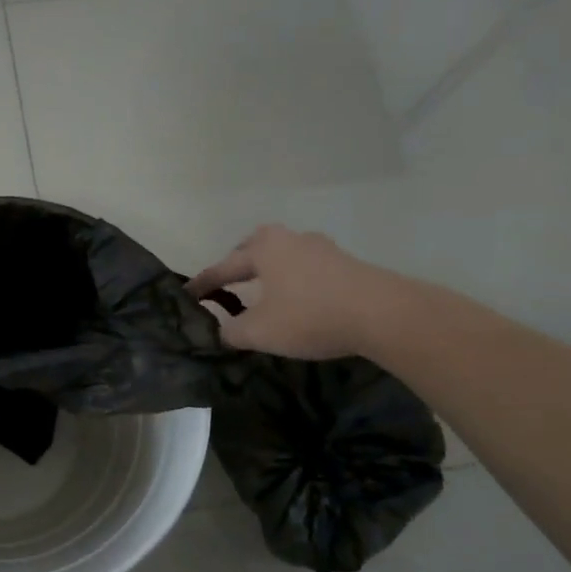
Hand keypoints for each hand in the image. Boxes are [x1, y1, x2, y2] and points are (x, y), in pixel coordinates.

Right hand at [186, 224, 393, 360]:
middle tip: (227, 284)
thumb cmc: (310, 316)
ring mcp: (321, 249)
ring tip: (262, 293)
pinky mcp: (345, 264)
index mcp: (264, 249)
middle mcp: (290, 239)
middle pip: (254, 248)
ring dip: (268, 272)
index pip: (223, 268)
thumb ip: (232, 331)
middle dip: (238, 265)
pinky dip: (292, 280)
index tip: (186, 295)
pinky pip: (306, 268)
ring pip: (283, 256)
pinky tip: (296, 299)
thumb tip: (221, 332)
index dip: (203, 284)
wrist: (383, 314)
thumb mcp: (260, 332)